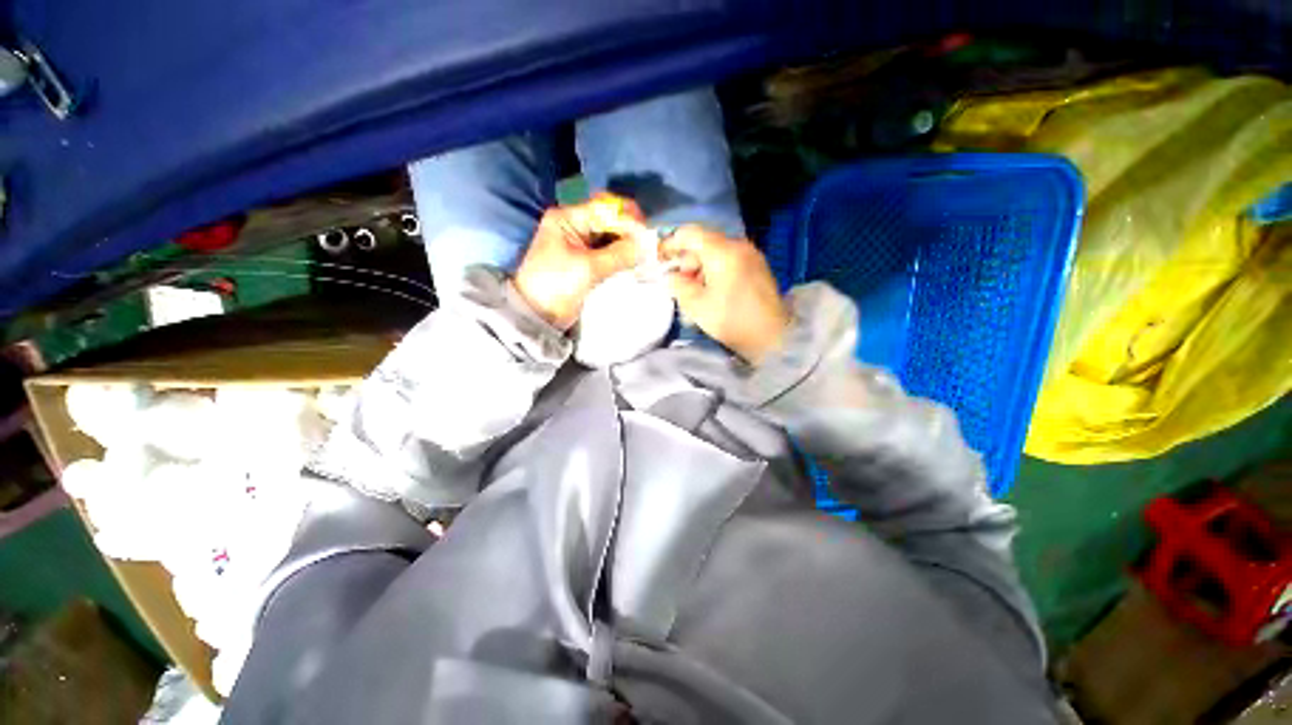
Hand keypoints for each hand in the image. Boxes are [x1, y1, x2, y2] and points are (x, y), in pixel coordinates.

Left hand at [513, 193, 646, 329]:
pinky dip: (622, 257)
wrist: (537, 315)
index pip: (604, 209)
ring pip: (611, 238)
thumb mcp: (587, 267)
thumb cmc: (556, 284)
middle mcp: (575, 226)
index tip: (647, 232)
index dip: (627, 218)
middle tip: (649, 245)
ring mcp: (581, 245)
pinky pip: (609, 253)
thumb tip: (647, 244)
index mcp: (568, 219)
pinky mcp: (587, 262)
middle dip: (630, 231)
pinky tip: (635, 262)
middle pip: (609, 221)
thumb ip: (618, 254)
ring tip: (646, 255)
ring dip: (628, 245)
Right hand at [661, 226, 790, 362]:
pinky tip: (713, 292)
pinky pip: (730, 260)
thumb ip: (678, 286)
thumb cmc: (731, 319)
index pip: (690, 233)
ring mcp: (751, 255)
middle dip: (687, 260)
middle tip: (679, 284)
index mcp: (722, 251)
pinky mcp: (758, 267)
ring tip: (696, 293)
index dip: (671, 243)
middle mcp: (738, 245)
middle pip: (704, 242)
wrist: (773, 336)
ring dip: (701, 268)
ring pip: (717, 252)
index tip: (660, 259)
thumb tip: (671, 276)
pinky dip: (715, 271)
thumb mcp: (696, 305)